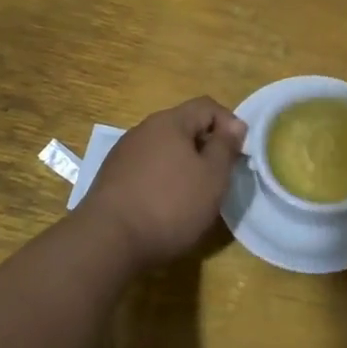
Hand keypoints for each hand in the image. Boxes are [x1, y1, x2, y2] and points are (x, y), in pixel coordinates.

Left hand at [76, 97, 247, 270]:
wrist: (107, 241)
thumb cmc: (170, 205)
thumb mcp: (212, 177)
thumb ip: (226, 146)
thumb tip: (235, 125)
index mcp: (170, 122)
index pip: (207, 106)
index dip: (229, 123)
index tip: (239, 153)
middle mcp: (143, 130)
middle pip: (184, 126)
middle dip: (206, 146)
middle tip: (220, 175)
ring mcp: (123, 153)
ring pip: (164, 148)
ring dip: (184, 163)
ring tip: (194, 193)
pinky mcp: (111, 178)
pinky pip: (147, 167)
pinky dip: (163, 178)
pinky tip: (166, 205)